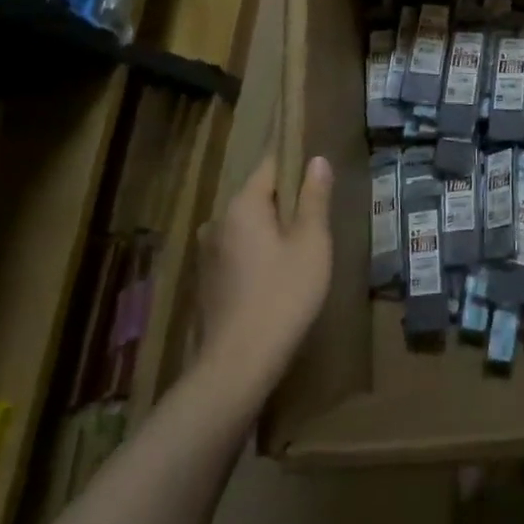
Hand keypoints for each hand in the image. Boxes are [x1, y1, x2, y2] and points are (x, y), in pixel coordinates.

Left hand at [198, 154, 333, 378]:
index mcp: (242, 205)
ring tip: (301, 250)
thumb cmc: (284, 295)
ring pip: (247, 226)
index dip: (294, 164)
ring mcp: (208, 253)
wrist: (239, 363)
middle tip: (317, 220)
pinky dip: (257, 254)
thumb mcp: (311, 243)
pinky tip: (276, 277)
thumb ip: (314, 199)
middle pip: (257, 197)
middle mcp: (218, 221)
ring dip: (271, 231)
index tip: (316, 175)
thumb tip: (316, 160)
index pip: (269, 166)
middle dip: (285, 202)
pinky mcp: (207, 281)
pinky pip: (238, 251)